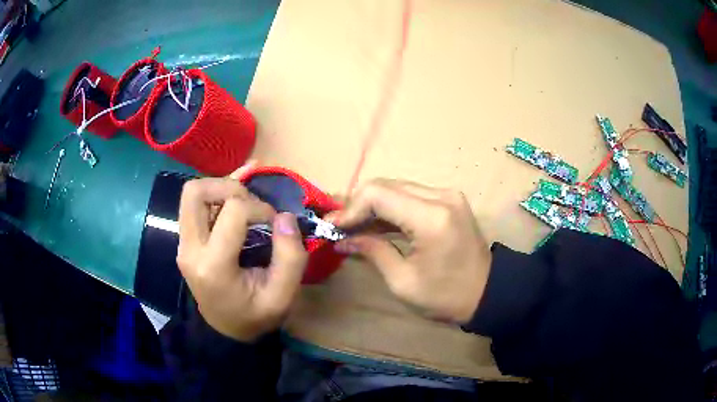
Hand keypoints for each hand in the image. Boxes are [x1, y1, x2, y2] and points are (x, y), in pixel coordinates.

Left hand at [177, 177, 307, 341]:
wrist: (225, 330)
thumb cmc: (254, 317)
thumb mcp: (282, 296)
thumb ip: (291, 257)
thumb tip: (285, 216)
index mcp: (213, 266)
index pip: (233, 211)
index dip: (261, 209)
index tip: (276, 225)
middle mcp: (190, 249)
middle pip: (196, 192)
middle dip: (229, 187)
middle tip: (252, 205)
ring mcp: (183, 243)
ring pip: (193, 193)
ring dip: (221, 190)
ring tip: (243, 203)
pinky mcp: (185, 240)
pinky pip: (194, 204)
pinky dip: (216, 194)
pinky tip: (235, 191)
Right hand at [331, 179, 490, 322]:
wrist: (489, 293)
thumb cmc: (447, 296)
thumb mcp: (403, 282)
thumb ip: (372, 251)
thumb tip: (342, 238)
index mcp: (431, 218)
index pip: (378, 195)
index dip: (350, 208)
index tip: (333, 227)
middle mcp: (441, 196)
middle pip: (386, 186)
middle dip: (358, 205)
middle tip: (339, 227)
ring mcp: (447, 195)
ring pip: (397, 188)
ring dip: (372, 205)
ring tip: (351, 226)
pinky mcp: (449, 200)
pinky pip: (411, 196)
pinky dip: (390, 207)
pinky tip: (374, 223)